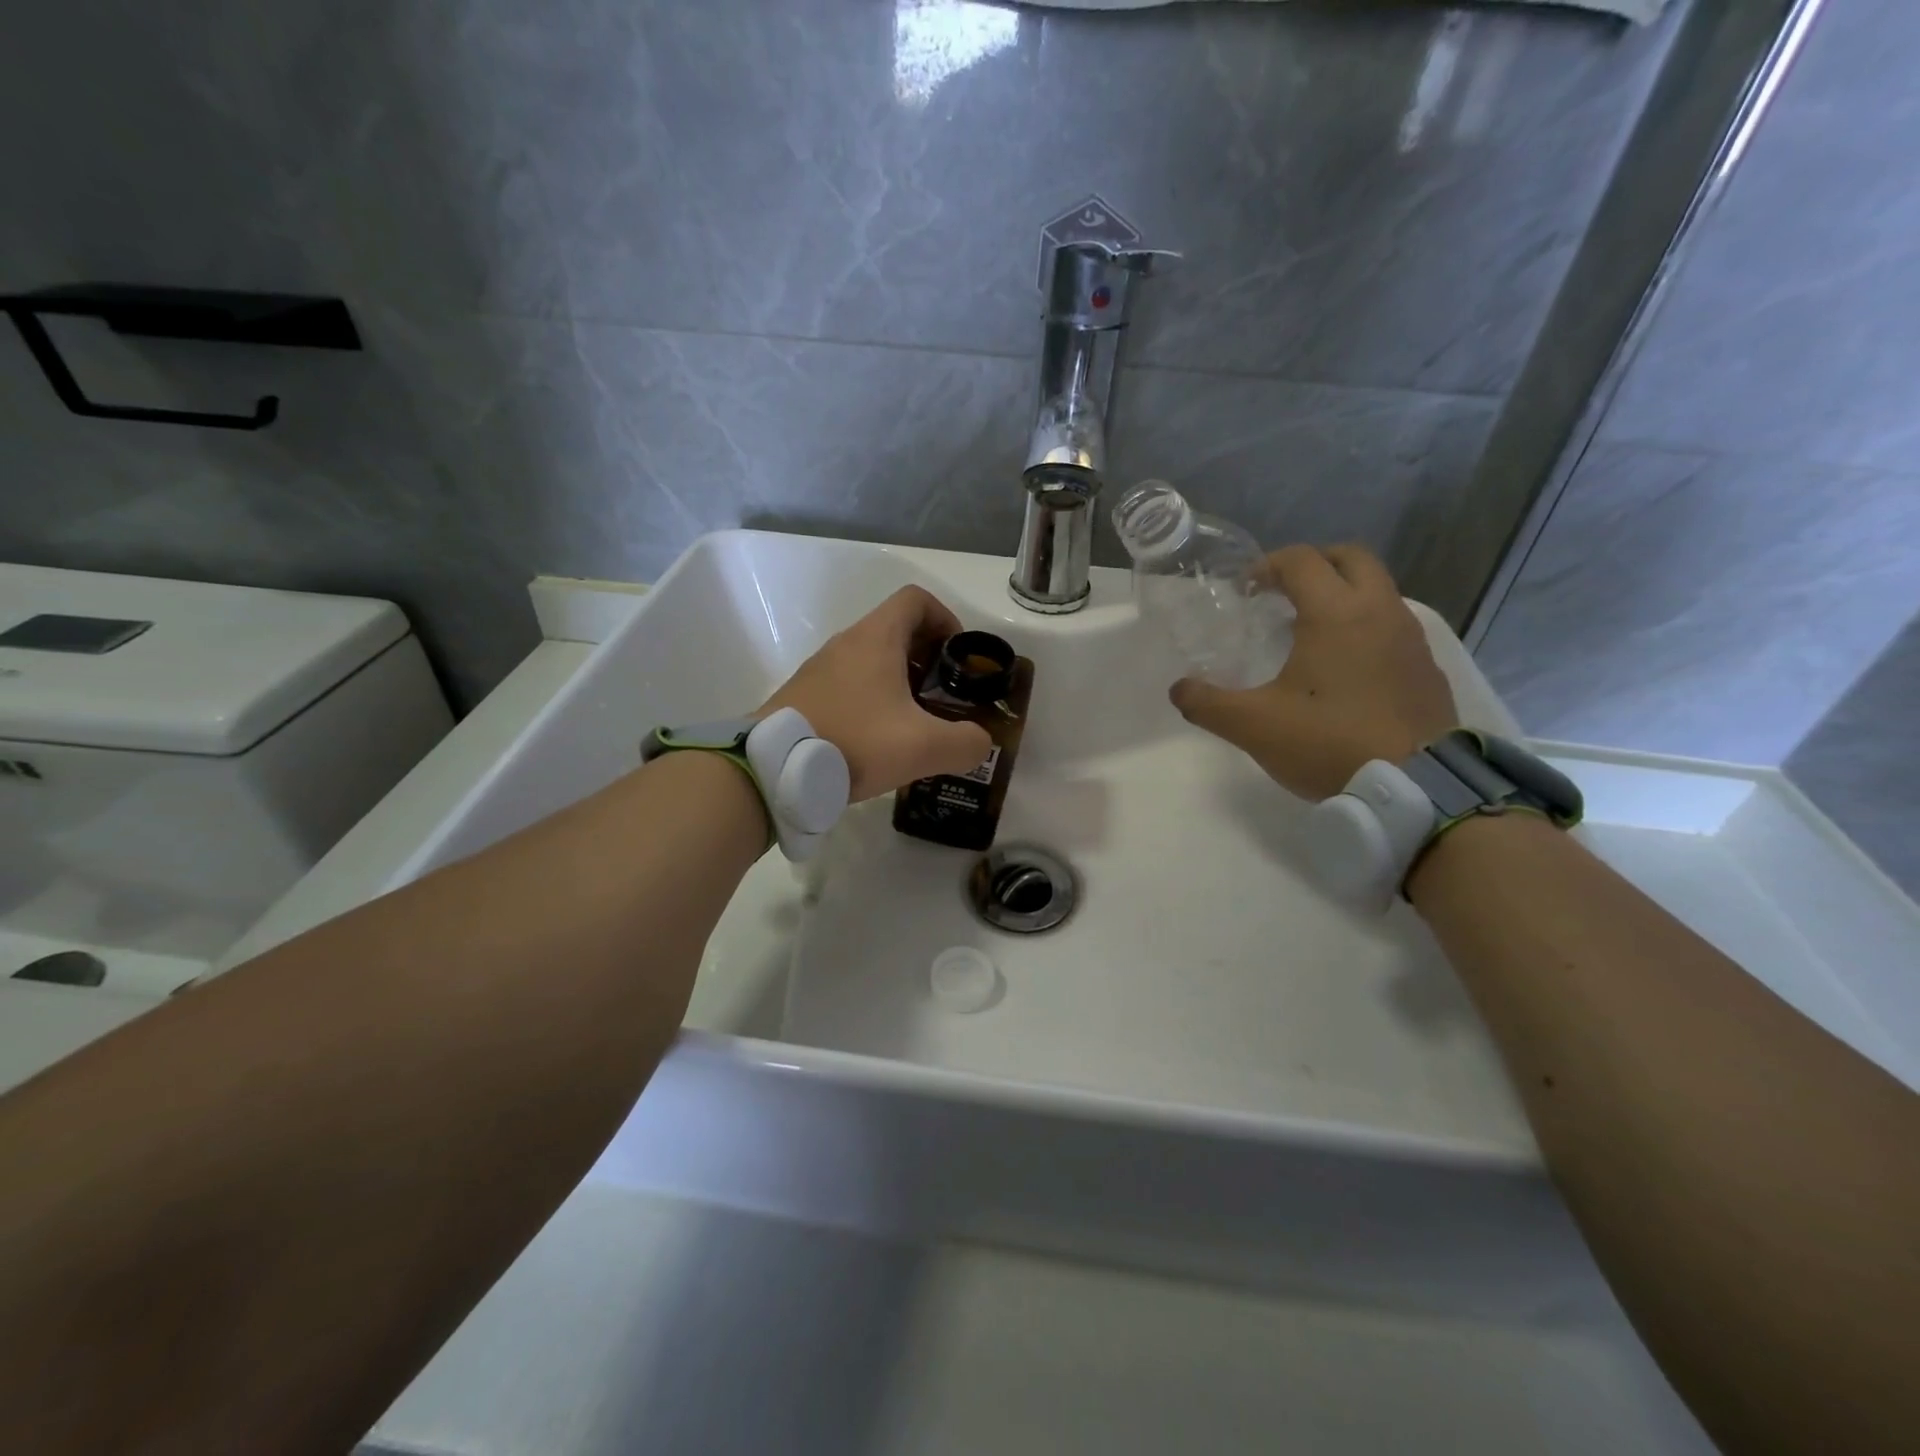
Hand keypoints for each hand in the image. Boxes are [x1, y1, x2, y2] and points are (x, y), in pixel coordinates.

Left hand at [759, 586, 993, 800]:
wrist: (773, 769)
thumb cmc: (854, 742)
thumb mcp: (923, 747)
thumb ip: (966, 743)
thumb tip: (978, 742)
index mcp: (876, 639)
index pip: (916, 599)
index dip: (945, 618)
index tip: (956, 657)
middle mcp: (846, 643)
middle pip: (895, 629)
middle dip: (927, 656)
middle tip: (942, 695)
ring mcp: (820, 668)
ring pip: (870, 658)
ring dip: (898, 680)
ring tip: (912, 723)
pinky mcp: (804, 694)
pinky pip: (848, 683)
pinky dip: (871, 698)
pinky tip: (876, 739)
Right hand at [1170, 544, 1456, 800]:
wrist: (1418, 788)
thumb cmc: (1329, 742)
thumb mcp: (1253, 726)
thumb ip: (1208, 703)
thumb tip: (1179, 689)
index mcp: (1336, 613)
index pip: (1302, 561)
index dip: (1268, 566)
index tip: (1245, 589)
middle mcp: (1380, 611)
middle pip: (1351, 558)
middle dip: (1314, 564)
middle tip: (1283, 591)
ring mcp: (1412, 639)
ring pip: (1378, 590)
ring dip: (1343, 595)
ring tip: (1310, 631)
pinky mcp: (1427, 668)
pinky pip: (1394, 626)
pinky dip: (1366, 627)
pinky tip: (1346, 669)